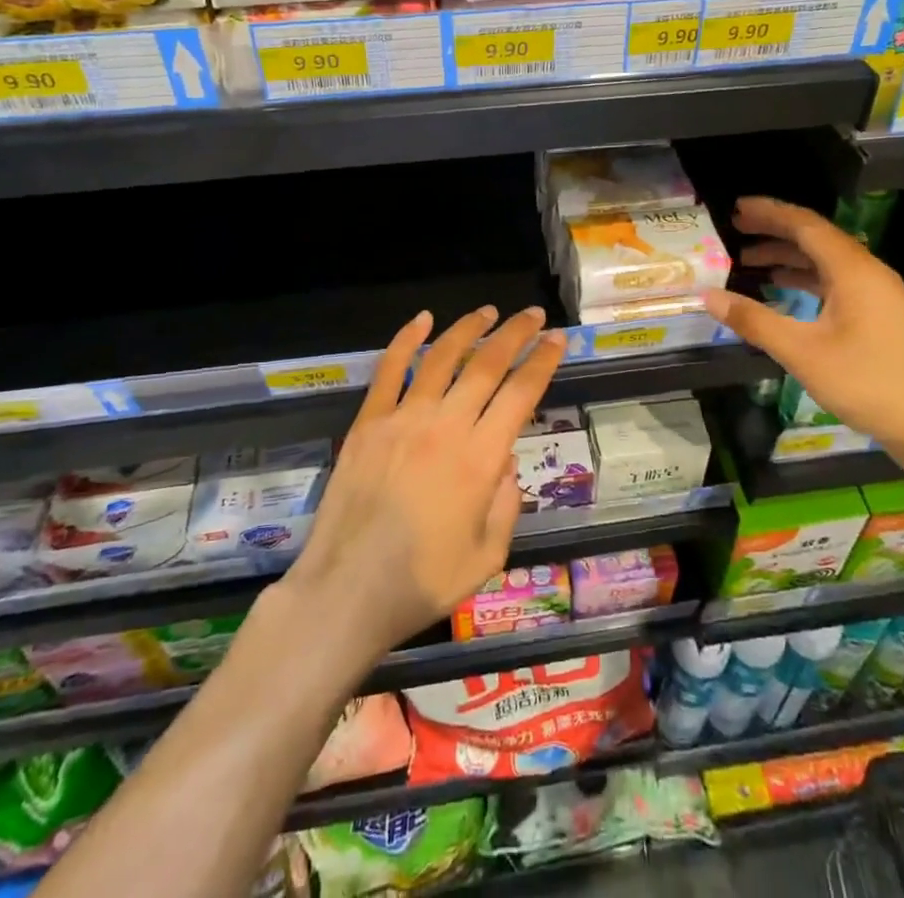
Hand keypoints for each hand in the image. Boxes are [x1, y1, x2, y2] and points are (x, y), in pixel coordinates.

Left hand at [288, 304, 567, 659]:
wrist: (345, 592)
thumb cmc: (421, 584)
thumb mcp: (488, 557)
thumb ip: (506, 504)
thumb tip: (505, 460)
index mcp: (480, 460)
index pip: (521, 394)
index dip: (544, 362)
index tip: (558, 339)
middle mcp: (446, 427)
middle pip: (487, 364)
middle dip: (515, 334)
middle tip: (533, 315)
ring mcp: (403, 419)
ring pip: (442, 357)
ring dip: (469, 328)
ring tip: (488, 312)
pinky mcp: (368, 421)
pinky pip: (390, 370)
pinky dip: (407, 339)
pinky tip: (422, 319)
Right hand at [702, 197, 903, 456]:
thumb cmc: (866, 383)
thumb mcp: (802, 353)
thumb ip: (754, 321)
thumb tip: (708, 297)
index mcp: (853, 271)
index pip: (805, 225)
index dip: (769, 213)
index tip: (736, 207)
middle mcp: (867, 271)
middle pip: (815, 237)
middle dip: (774, 230)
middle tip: (735, 228)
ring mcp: (875, 292)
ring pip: (825, 259)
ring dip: (787, 256)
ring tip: (747, 260)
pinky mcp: (877, 311)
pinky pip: (834, 279)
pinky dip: (804, 276)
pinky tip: (781, 287)